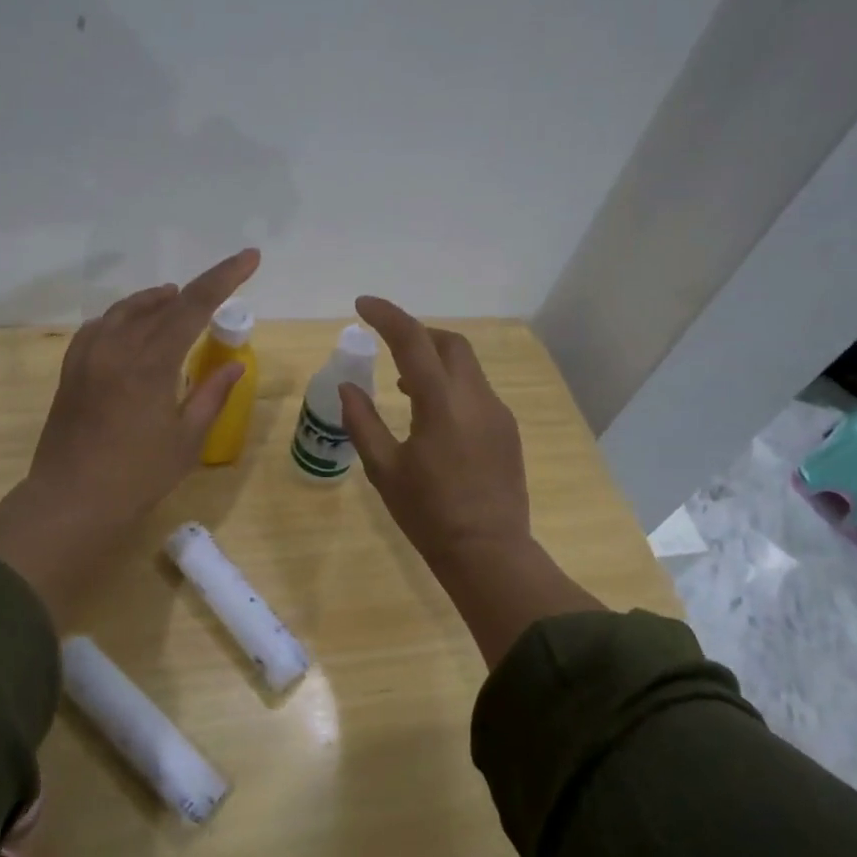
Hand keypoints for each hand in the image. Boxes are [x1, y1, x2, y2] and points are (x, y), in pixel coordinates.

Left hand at [0, 249, 259, 620]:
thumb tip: (234, 363)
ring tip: (174, 299)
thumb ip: (212, 395)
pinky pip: (99, 327)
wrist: (71, 501)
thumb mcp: (187, 440)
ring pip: (126, 311)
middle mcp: (117, 348)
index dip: (225, 277)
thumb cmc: (138, 477)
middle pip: (162, 304)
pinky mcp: (71, 370)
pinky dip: (122, 318)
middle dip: (194, 290)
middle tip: (217, 290)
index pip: (194, 305)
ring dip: (154, 301)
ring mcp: (89, 356)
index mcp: (151, 363)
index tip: (249, 257)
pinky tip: (129, 328)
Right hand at [339, 296, 531, 566]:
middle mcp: (476, 397)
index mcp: (441, 403)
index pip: (413, 341)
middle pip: (450, 343)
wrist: (488, 552)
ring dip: (435, 362)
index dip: (387, 316)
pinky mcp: (507, 430)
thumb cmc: (428, 514)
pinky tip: (434, 417)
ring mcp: (497, 413)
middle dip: (417, 334)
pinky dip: (452, 386)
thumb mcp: (384, 469)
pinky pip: (477, 391)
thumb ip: (363, 422)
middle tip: (388, 347)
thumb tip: (348, 387)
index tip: (362, 305)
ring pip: (467, 366)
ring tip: (406, 388)